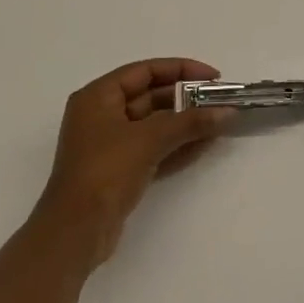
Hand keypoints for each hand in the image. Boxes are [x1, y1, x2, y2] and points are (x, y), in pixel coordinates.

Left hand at [33, 59, 232, 267]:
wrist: (75, 233)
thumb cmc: (105, 172)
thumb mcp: (149, 140)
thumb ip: (190, 122)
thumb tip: (228, 112)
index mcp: (98, 97)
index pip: (145, 71)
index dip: (181, 69)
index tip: (212, 77)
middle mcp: (102, 115)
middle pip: (150, 96)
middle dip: (186, 99)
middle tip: (220, 101)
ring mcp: (110, 145)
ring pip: (154, 124)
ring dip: (185, 123)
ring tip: (219, 122)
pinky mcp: (119, 170)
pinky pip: (153, 148)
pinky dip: (177, 145)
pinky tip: (205, 144)